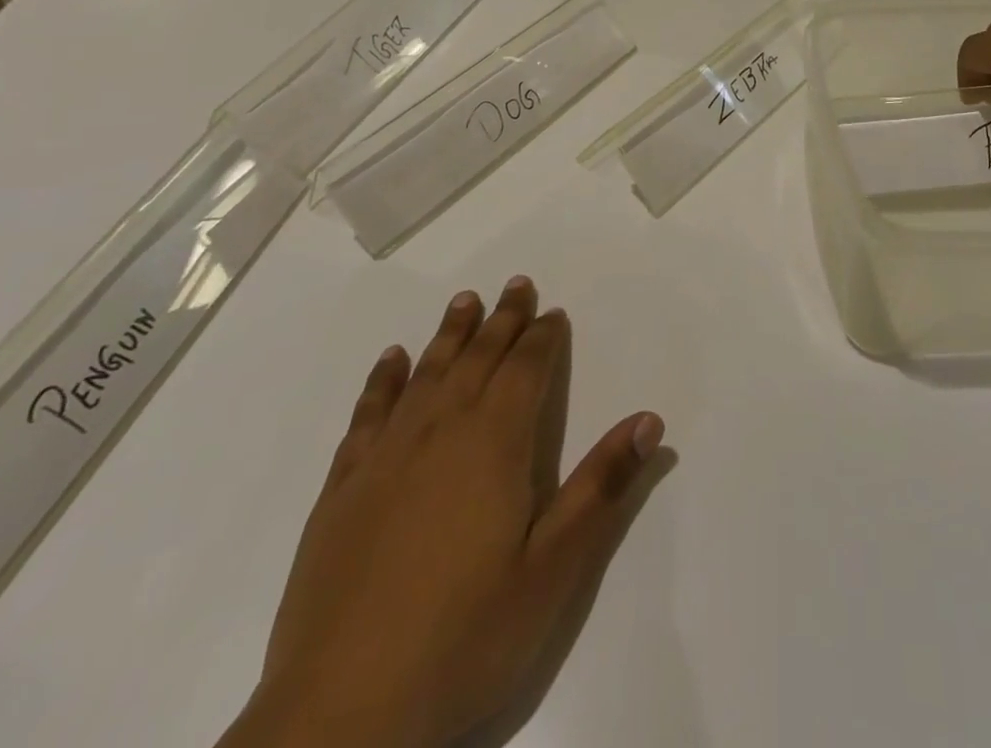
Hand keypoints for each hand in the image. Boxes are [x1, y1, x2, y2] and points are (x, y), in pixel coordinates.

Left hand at [222, 277, 665, 747]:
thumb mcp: (555, 568)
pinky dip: (383, 380)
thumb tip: (649, 419)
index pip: (525, 369)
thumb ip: (602, 486)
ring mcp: (385, 458)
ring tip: (465, 301)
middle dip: (502, 319)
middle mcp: (441, 431)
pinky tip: (392, 360)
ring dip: (449, 334)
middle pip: (478, 358)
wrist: (340, 718)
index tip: (553, 312)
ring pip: (426, 373)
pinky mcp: (341, 490)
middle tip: (516, 285)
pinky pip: (368, 413)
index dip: (542, 337)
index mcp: (495, 443)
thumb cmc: (465, 637)